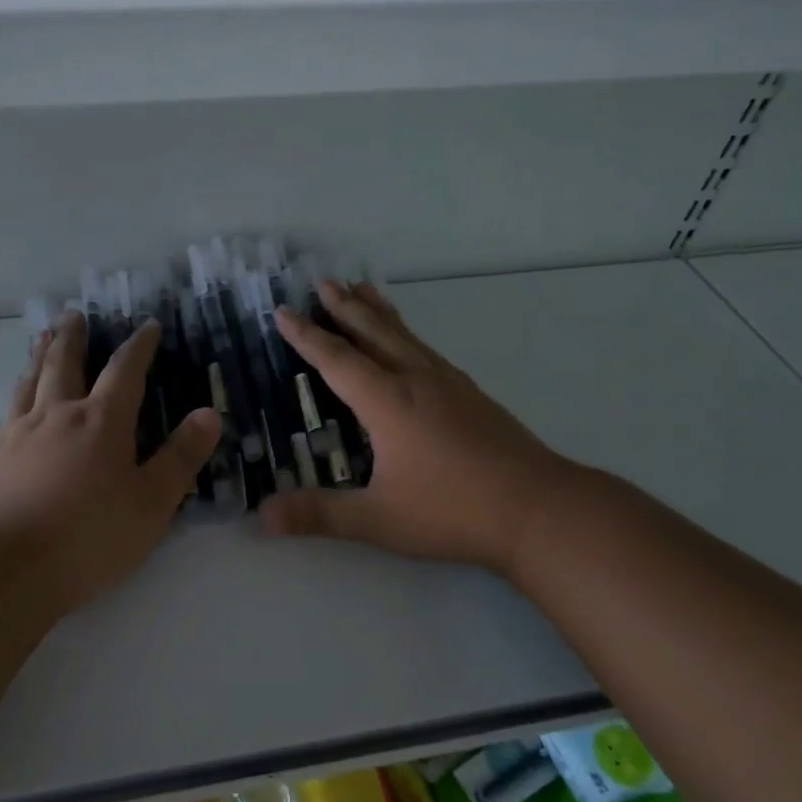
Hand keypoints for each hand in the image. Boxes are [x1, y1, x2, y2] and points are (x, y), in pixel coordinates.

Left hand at [0, 311, 221, 611]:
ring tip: (41, 338)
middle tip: (73, 314)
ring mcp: (19, 432)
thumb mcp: (151, 503)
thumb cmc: (88, 536)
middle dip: (73, 337)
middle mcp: (58, 414)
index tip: (148, 325)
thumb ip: (181, 457)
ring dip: (39, 355)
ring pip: (30, 380)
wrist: (3, 566)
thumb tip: (209, 413)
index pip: (125, 371)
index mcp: (101, 422)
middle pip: (64, 363)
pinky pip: (7, 410)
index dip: (139, 346)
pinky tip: (14, 400)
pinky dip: (16, 393)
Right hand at [260, 280, 584, 579]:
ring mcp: (448, 384)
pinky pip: (426, 348)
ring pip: (404, 335)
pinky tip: (411, 344)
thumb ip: (319, 515)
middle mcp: (415, 380)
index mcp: (388, 402)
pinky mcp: (471, 394)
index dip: (306, 336)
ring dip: (377, 312)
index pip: (336, 360)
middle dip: (344, 307)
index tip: (283, 311)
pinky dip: (406, 333)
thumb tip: (262, 516)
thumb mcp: (379, 520)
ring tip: (362, 289)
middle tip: (323, 281)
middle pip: (373, 333)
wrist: (539, 508)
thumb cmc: (453, 511)